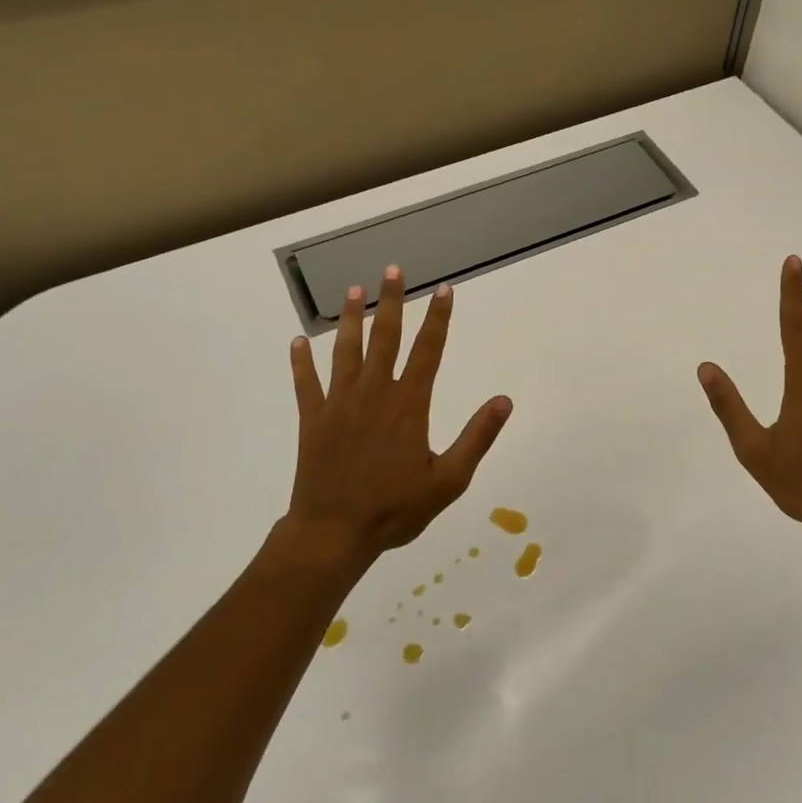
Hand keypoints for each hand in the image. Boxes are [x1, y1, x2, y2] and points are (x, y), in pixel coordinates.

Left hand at [282, 267, 512, 567]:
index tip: (444, 289)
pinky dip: (301, 362)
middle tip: (393, 270)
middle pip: (385, 338)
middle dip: (392, 301)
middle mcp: (374, 394)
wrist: (334, 533)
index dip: (438, 318)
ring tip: (353, 289)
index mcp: (409, 405)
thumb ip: (477, 437)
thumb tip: (504, 400)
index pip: (428, 351)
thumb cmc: (396, 508)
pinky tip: (297, 342)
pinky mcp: (312, 419)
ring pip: (346, 351)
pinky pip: (305, 383)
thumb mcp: (449, 480)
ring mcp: (339, 404)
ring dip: (350, 318)